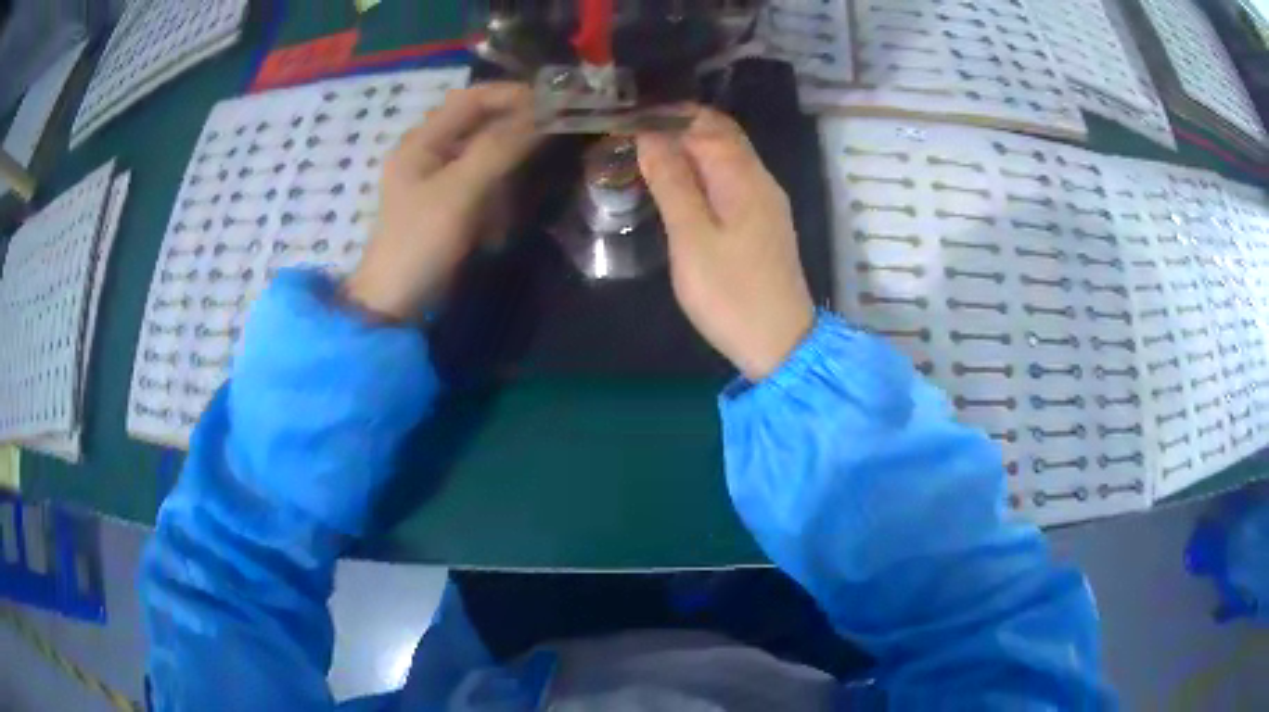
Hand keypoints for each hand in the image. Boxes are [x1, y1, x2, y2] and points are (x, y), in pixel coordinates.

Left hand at [344, 83, 539, 320]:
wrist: (397, 305)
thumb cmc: (420, 243)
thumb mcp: (459, 192)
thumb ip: (499, 149)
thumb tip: (543, 114)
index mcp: (421, 142)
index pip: (470, 99)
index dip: (511, 95)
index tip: (553, 103)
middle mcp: (431, 153)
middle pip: (480, 124)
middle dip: (517, 126)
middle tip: (557, 131)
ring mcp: (441, 180)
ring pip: (487, 153)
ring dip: (513, 160)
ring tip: (538, 170)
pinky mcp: (452, 206)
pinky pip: (486, 184)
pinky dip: (503, 191)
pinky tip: (508, 211)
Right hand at [637, 109, 814, 381]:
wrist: (780, 344)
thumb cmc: (730, 293)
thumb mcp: (691, 237)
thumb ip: (672, 182)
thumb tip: (649, 134)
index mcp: (743, 176)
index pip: (704, 123)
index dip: (666, 115)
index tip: (627, 118)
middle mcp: (760, 179)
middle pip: (720, 135)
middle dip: (677, 127)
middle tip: (632, 135)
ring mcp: (765, 202)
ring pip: (726, 157)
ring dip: (688, 149)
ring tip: (645, 156)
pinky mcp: (763, 223)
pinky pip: (730, 180)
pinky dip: (702, 172)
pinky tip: (678, 186)